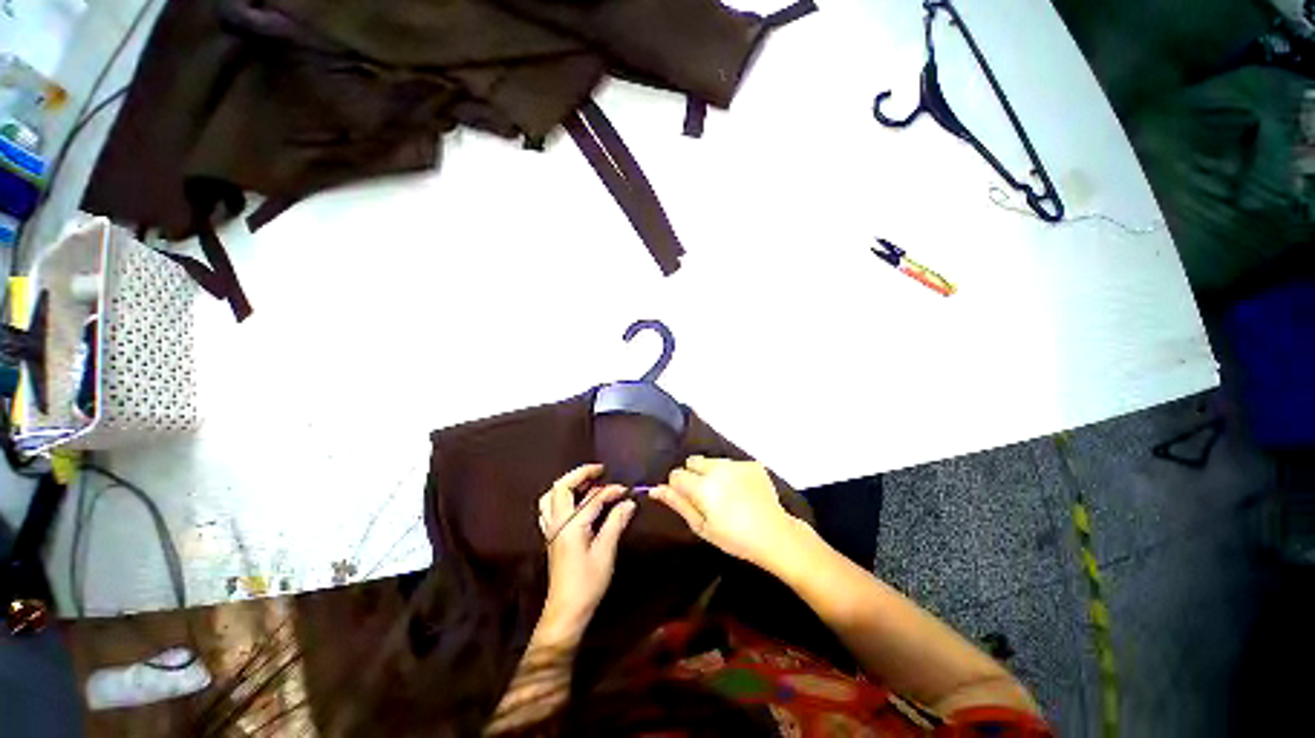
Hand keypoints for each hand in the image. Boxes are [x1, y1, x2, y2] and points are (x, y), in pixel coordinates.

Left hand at [537, 464, 636, 640]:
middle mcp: (557, 522)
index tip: (626, 490)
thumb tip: (629, 502)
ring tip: (587, 480)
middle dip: (580, 474)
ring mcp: (551, 529)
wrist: (566, 610)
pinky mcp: (551, 536)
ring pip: (551, 495)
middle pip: (562, 487)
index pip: (592, 499)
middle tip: (599, 470)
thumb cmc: (587, 582)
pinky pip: (550, 507)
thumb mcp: (605, 552)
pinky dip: (562, 496)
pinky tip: (575, 500)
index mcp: (571, 525)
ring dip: (568, 483)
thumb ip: (615, 523)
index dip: (610, 491)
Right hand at [652, 456, 805, 571]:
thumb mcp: (701, 527)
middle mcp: (717, 468)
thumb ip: (678, 504)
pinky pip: (730, 463)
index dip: (677, 486)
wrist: (775, 534)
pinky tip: (740, 490)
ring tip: (725, 494)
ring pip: (711, 461)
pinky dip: (730, 473)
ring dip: (711, 472)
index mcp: (703, 487)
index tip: (687, 499)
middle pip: (692, 461)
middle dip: (693, 475)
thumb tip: (655, 489)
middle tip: (705, 497)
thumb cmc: (734, 538)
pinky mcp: (751, 463)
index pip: (676, 474)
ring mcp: (736, 464)